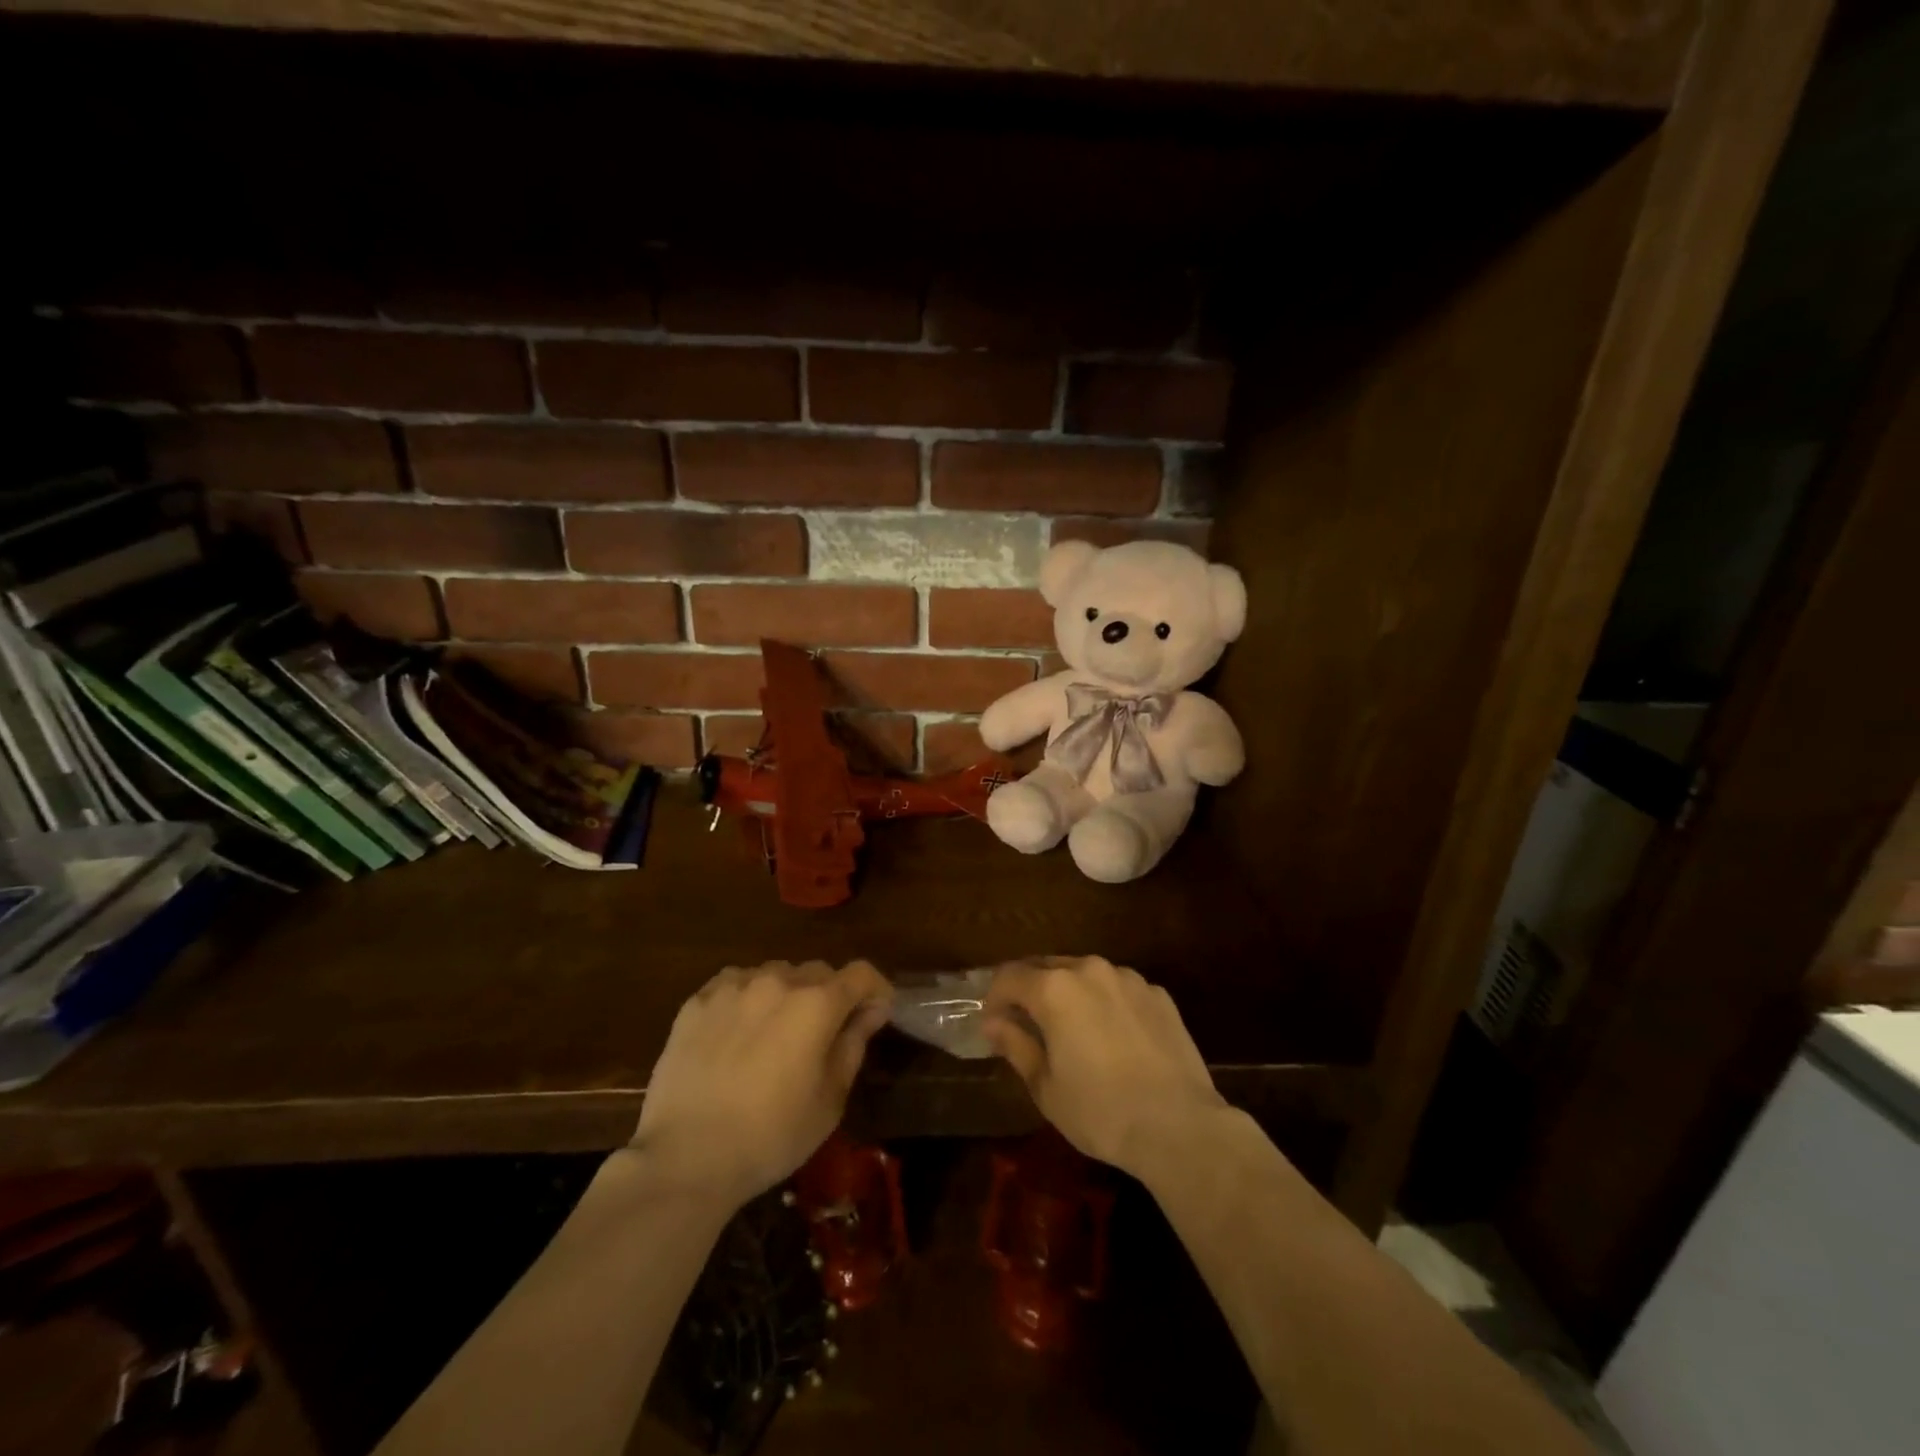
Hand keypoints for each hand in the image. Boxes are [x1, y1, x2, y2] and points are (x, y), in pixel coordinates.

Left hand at [634, 961, 891, 1205]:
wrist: (686, 1157)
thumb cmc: (771, 1136)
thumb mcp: (830, 1100)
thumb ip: (853, 1044)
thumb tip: (871, 1011)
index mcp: (817, 1004)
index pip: (861, 974)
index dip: (876, 989)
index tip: (875, 1014)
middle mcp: (778, 981)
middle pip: (818, 972)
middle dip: (830, 995)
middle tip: (824, 1033)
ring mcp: (733, 986)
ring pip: (775, 975)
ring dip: (786, 995)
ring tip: (776, 1033)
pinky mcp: (697, 1001)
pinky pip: (735, 984)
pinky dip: (748, 999)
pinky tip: (738, 1033)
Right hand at [983, 956, 1226, 1179]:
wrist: (1180, 1126)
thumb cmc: (1101, 1111)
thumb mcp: (1046, 1086)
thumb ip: (1016, 1045)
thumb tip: (993, 1022)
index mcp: (1054, 989)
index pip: (1009, 976)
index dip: (994, 997)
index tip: (993, 1023)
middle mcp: (1089, 970)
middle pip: (1046, 967)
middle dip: (1030, 990)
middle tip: (1026, 1023)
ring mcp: (1128, 978)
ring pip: (1085, 975)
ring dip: (1069, 993)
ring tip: (1072, 1029)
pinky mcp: (1158, 994)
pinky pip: (1118, 989)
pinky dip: (1105, 1003)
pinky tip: (1114, 1038)